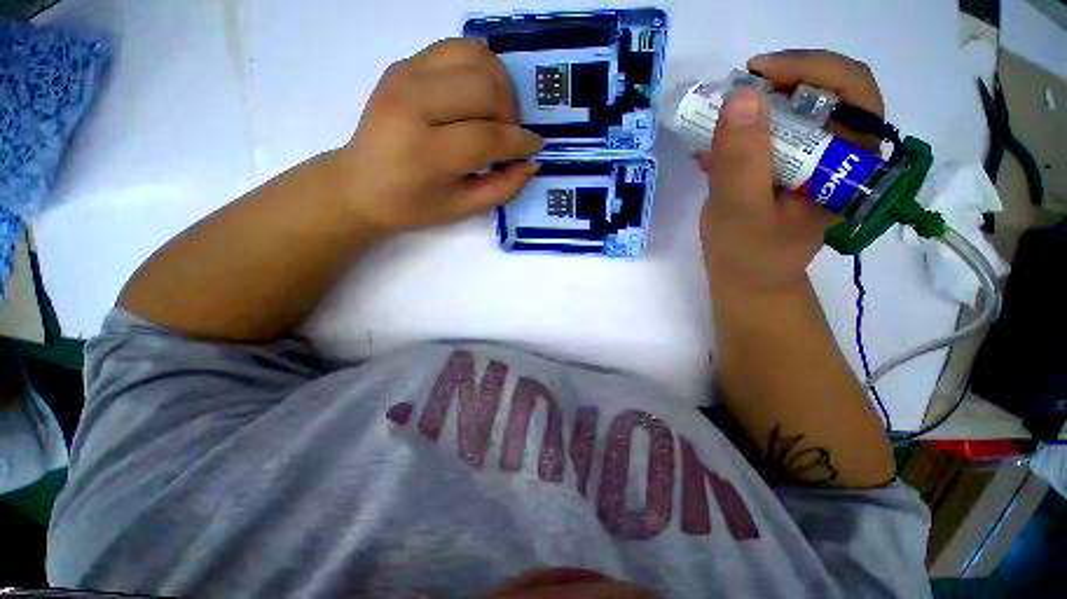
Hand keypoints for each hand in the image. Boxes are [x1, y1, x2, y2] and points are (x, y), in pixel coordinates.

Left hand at [331, 38, 543, 234]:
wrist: (358, 184)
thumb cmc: (411, 205)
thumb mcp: (461, 209)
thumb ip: (502, 188)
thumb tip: (531, 162)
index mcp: (426, 152)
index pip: (488, 136)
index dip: (520, 142)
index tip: (535, 147)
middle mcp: (413, 104)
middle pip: (485, 87)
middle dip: (511, 112)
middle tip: (510, 135)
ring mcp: (406, 75)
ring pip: (475, 56)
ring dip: (499, 84)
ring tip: (496, 114)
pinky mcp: (405, 64)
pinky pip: (457, 48)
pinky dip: (479, 68)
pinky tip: (478, 96)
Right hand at [695, 50, 883, 293]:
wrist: (745, 280)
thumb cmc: (749, 256)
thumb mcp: (740, 211)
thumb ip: (741, 160)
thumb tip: (740, 95)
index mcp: (851, 163)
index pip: (853, 90)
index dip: (809, 67)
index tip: (755, 73)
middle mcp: (840, 153)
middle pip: (822, 92)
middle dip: (775, 84)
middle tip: (732, 96)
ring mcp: (811, 159)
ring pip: (792, 109)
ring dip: (751, 108)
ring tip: (714, 123)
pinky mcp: (785, 166)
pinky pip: (768, 132)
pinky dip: (739, 130)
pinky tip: (712, 146)